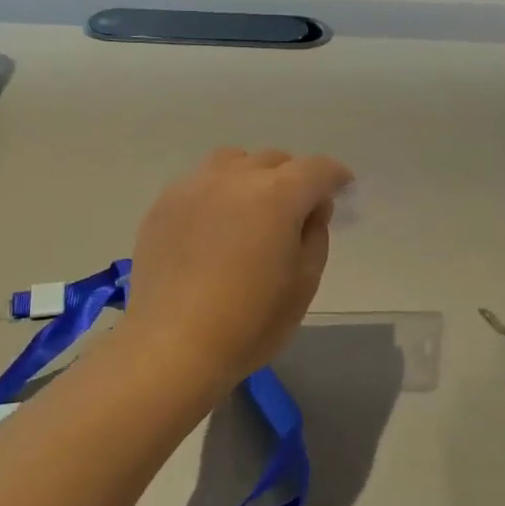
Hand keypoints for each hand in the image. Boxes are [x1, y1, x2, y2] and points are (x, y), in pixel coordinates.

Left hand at [123, 147, 353, 390]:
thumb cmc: (250, 322)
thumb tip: (310, 209)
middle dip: (293, 178)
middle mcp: (234, 177)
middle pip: (274, 160)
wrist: (173, 345)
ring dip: (251, 177)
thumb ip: (315, 234)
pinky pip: (199, 183)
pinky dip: (217, 193)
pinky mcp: (163, 205)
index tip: (341, 189)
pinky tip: (213, 227)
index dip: (335, 177)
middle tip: (295, 213)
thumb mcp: (304, 283)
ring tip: (250, 211)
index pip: (317, 168)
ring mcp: (193, 187)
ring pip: (232, 162)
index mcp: (277, 195)